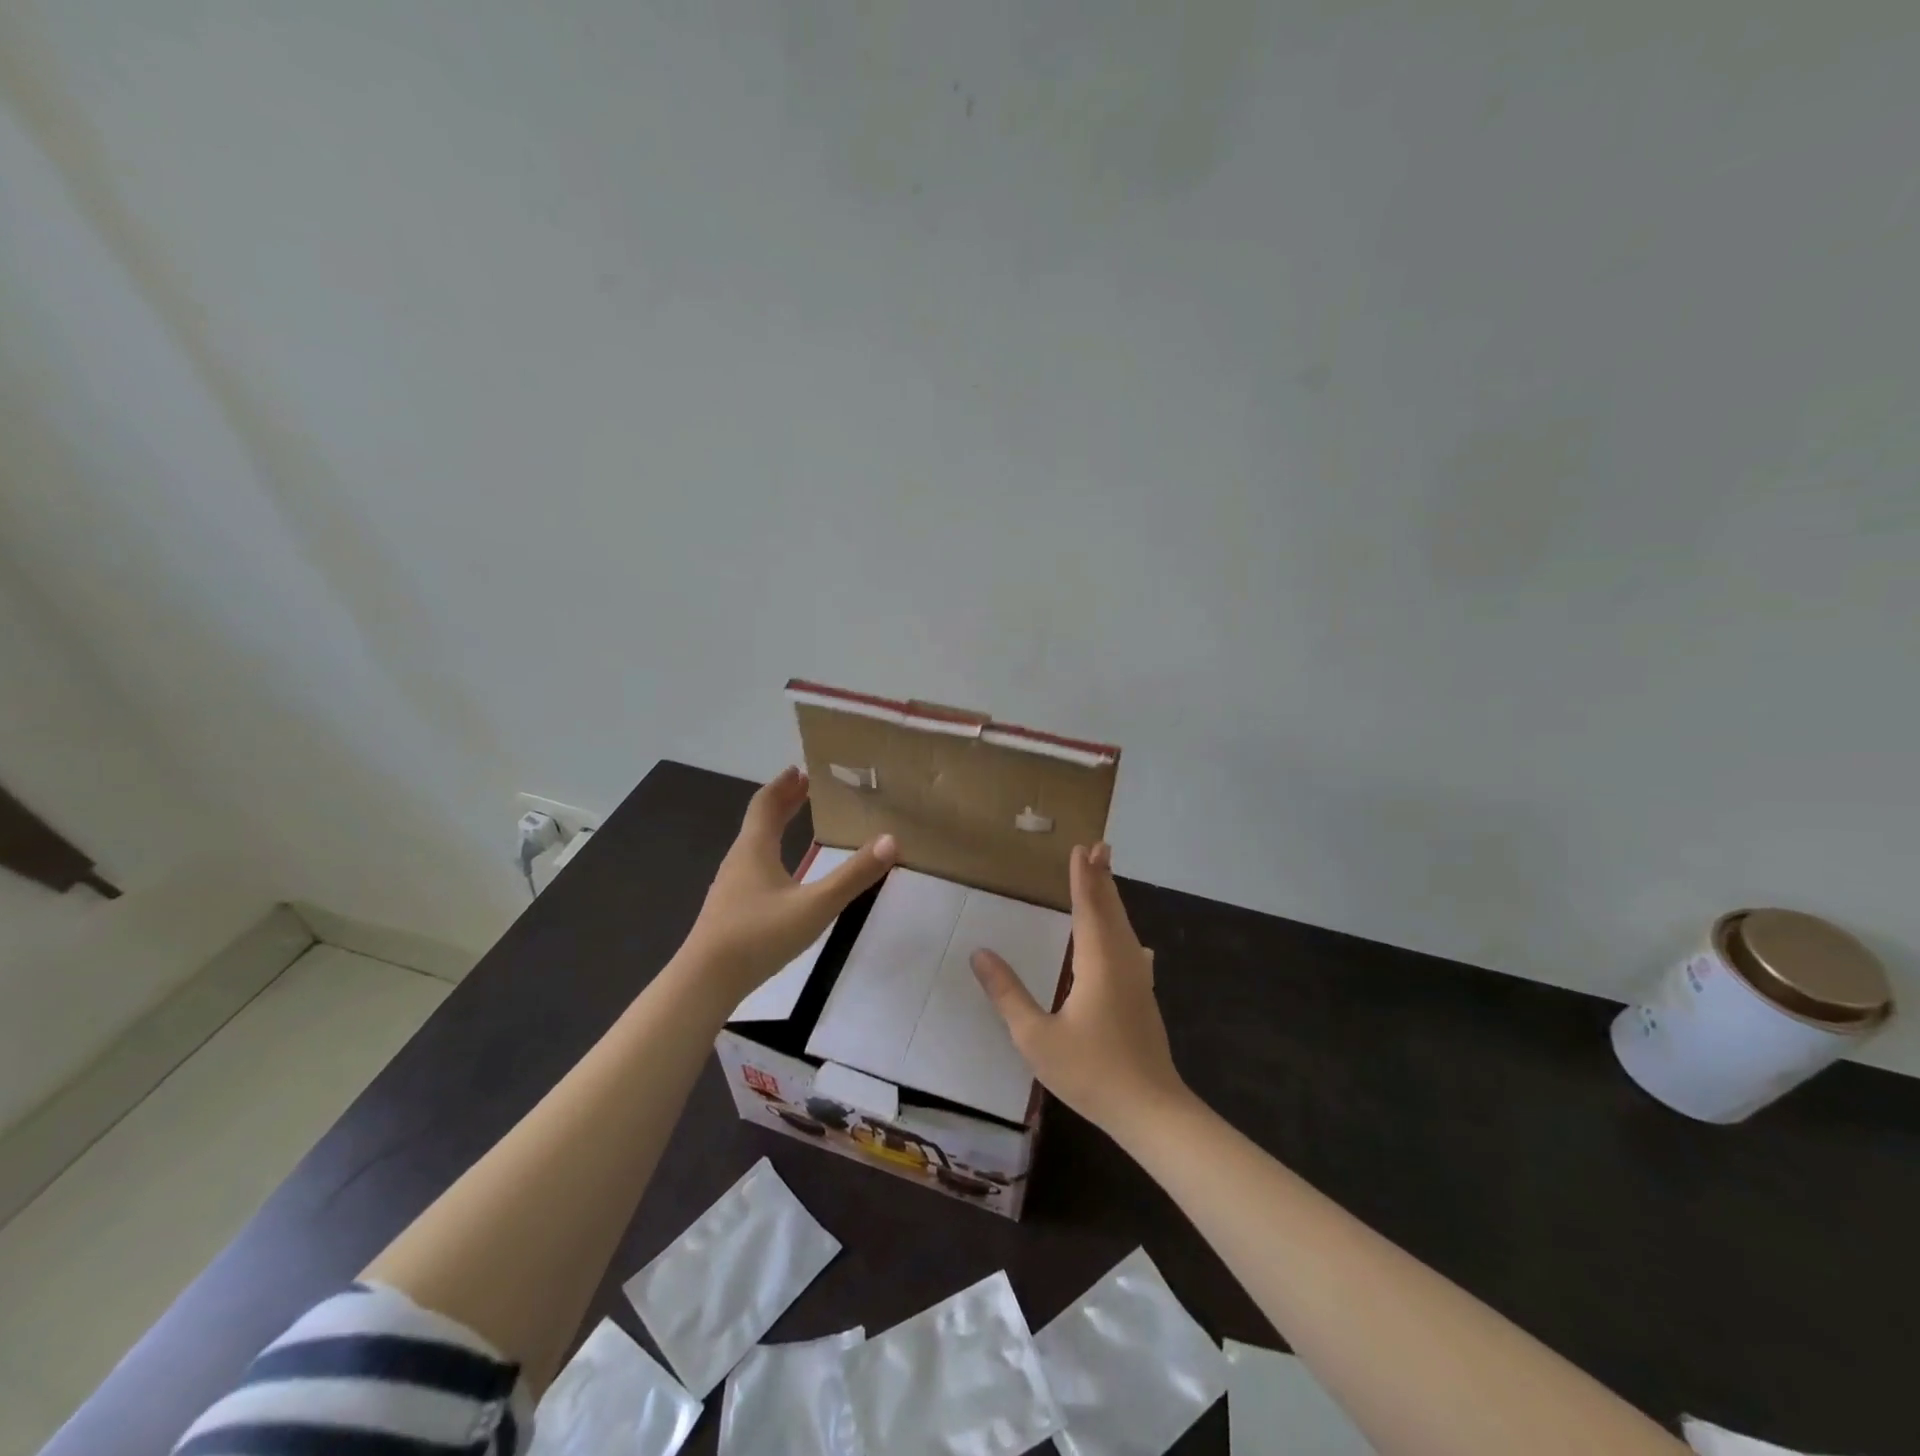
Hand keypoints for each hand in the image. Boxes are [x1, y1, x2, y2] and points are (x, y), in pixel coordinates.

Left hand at [682, 766, 896, 998]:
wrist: (705, 982)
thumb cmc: (759, 935)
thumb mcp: (815, 905)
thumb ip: (853, 875)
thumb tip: (891, 840)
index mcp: (754, 849)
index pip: (765, 804)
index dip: (782, 785)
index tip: (800, 770)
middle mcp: (739, 860)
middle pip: (759, 821)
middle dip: (782, 802)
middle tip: (805, 787)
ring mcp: (731, 887)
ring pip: (754, 844)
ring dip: (775, 827)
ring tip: (797, 823)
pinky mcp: (729, 910)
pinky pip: (753, 867)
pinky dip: (771, 853)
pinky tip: (783, 875)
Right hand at [971, 842, 1188, 1135]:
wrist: (1151, 1111)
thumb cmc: (1091, 1072)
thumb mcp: (1036, 1037)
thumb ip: (1007, 993)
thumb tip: (979, 953)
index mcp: (1098, 963)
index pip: (1088, 909)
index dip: (1083, 879)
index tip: (1081, 849)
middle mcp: (1122, 962)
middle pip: (1111, 911)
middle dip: (1103, 878)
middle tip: (1100, 847)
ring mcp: (1138, 980)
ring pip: (1125, 928)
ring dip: (1114, 899)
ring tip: (1107, 877)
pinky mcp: (1144, 997)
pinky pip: (1130, 947)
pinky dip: (1122, 928)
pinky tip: (1131, 940)